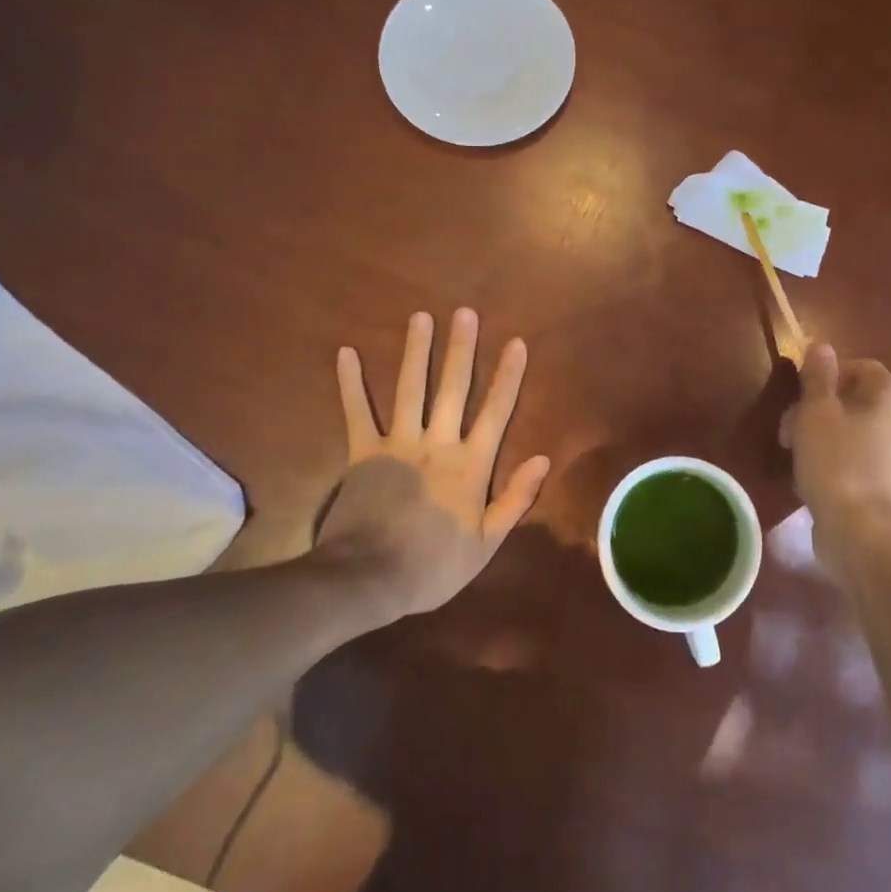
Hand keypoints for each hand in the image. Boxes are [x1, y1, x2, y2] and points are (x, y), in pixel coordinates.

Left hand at [313, 309, 551, 622]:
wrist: (370, 579)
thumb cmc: (434, 566)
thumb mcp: (487, 542)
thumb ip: (515, 498)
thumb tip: (543, 458)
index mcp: (471, 465)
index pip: (496, 411)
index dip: (508, 375)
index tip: (515, 343)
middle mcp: (438, 443)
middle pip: (454, 388)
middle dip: (461, 349)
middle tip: (465, 313)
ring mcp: (398, 444)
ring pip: (411, 389)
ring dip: (417, 352)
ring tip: (421, 317)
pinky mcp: (363, 452)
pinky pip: (357, 412)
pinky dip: (351, 383)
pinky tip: (347, 353)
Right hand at [779, 344, 890, 561]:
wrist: (859, 531)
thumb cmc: (836, 461)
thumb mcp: (817, 411)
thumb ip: (818, 376)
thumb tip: (821, 346)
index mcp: (889, 398)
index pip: (862, 366)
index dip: (829, 372)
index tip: (801, 390)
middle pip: (853, 398)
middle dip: (815, 406)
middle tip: (787, 426)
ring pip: (849, 429)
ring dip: (817, 433)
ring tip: (791, 453)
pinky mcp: (881, 482)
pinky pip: (852, 456)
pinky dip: (829, 458)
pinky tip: (807, 475)